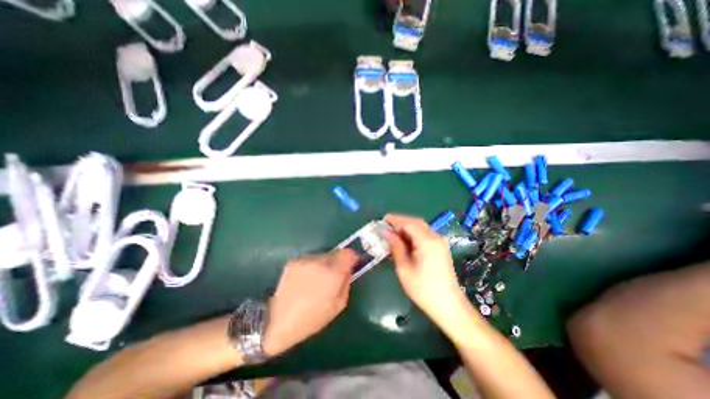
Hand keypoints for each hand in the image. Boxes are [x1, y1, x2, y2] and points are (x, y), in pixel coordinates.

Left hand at [261, 252, 357, 355]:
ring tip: (316, 281)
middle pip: (335, 254)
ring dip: (323, 265)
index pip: (348, 253)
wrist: (277, 321)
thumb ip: (346, 282)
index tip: (351, 263)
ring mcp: (305, 260)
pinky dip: (311, 267)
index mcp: (333, 274)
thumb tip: (347, 269)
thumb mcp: (338, 305)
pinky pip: (310, 260)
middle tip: (331, 277)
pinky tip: (304, 281)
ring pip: (322, 256)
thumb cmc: (312, 318)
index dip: (352, 257)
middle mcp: (320, 262)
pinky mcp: (294, 261)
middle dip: (337, 263)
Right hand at [383, 216, 467, 323]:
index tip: (382, 220)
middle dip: (400, 223)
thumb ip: (396, 247)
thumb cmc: (423, 289)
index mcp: (427, 241)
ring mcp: (439, 242)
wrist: (449, 306)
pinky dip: (412, 236)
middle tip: (386, 228)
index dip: (394, 220)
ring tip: (392, 236)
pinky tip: (404, 243)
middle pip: (415, 222)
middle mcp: (435, 237)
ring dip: (406, 229)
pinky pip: (424, 235)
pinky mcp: (440, 248)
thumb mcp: (404, 268)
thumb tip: (386, 232)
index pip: (408, 223)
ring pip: (420, 228)